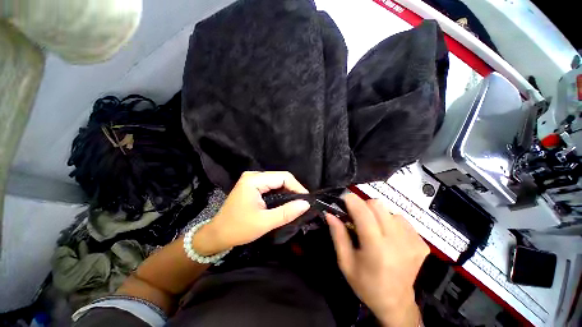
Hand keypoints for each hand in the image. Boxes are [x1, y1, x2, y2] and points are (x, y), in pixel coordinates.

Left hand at [192, 171, 309, 254]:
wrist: (217, 234)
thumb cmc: (238, 229)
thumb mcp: (264, 222)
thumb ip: (286, 212)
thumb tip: (306, 204)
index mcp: (254, 180)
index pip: (283, 177)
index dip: (297, 187)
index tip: (307, 200)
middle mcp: (253, 175)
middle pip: (280, 177)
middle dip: (293, 189)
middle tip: (303, 203)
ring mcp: (252, 180)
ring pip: (277, 181)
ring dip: (288, 191)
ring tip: (297, 203)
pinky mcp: (252, 185)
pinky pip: (271, 186)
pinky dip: (280, 193)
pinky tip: (285, 201)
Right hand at [327, 193, 428, 326]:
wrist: (396, 303)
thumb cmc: (366, 284)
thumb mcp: (345, 262)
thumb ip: (338, 235)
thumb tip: (330, 214)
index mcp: (376, 248)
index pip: (363, 212)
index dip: (352, 201)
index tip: (345, 199)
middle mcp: (397, 242)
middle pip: (377, 205)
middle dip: (364, 206)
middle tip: (358, 218)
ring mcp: (413, 242)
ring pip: (389, 210)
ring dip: (378, 215)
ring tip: (375, 230)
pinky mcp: (421, 243)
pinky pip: (401, 220)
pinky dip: (391, 222)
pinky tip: (389, 237)